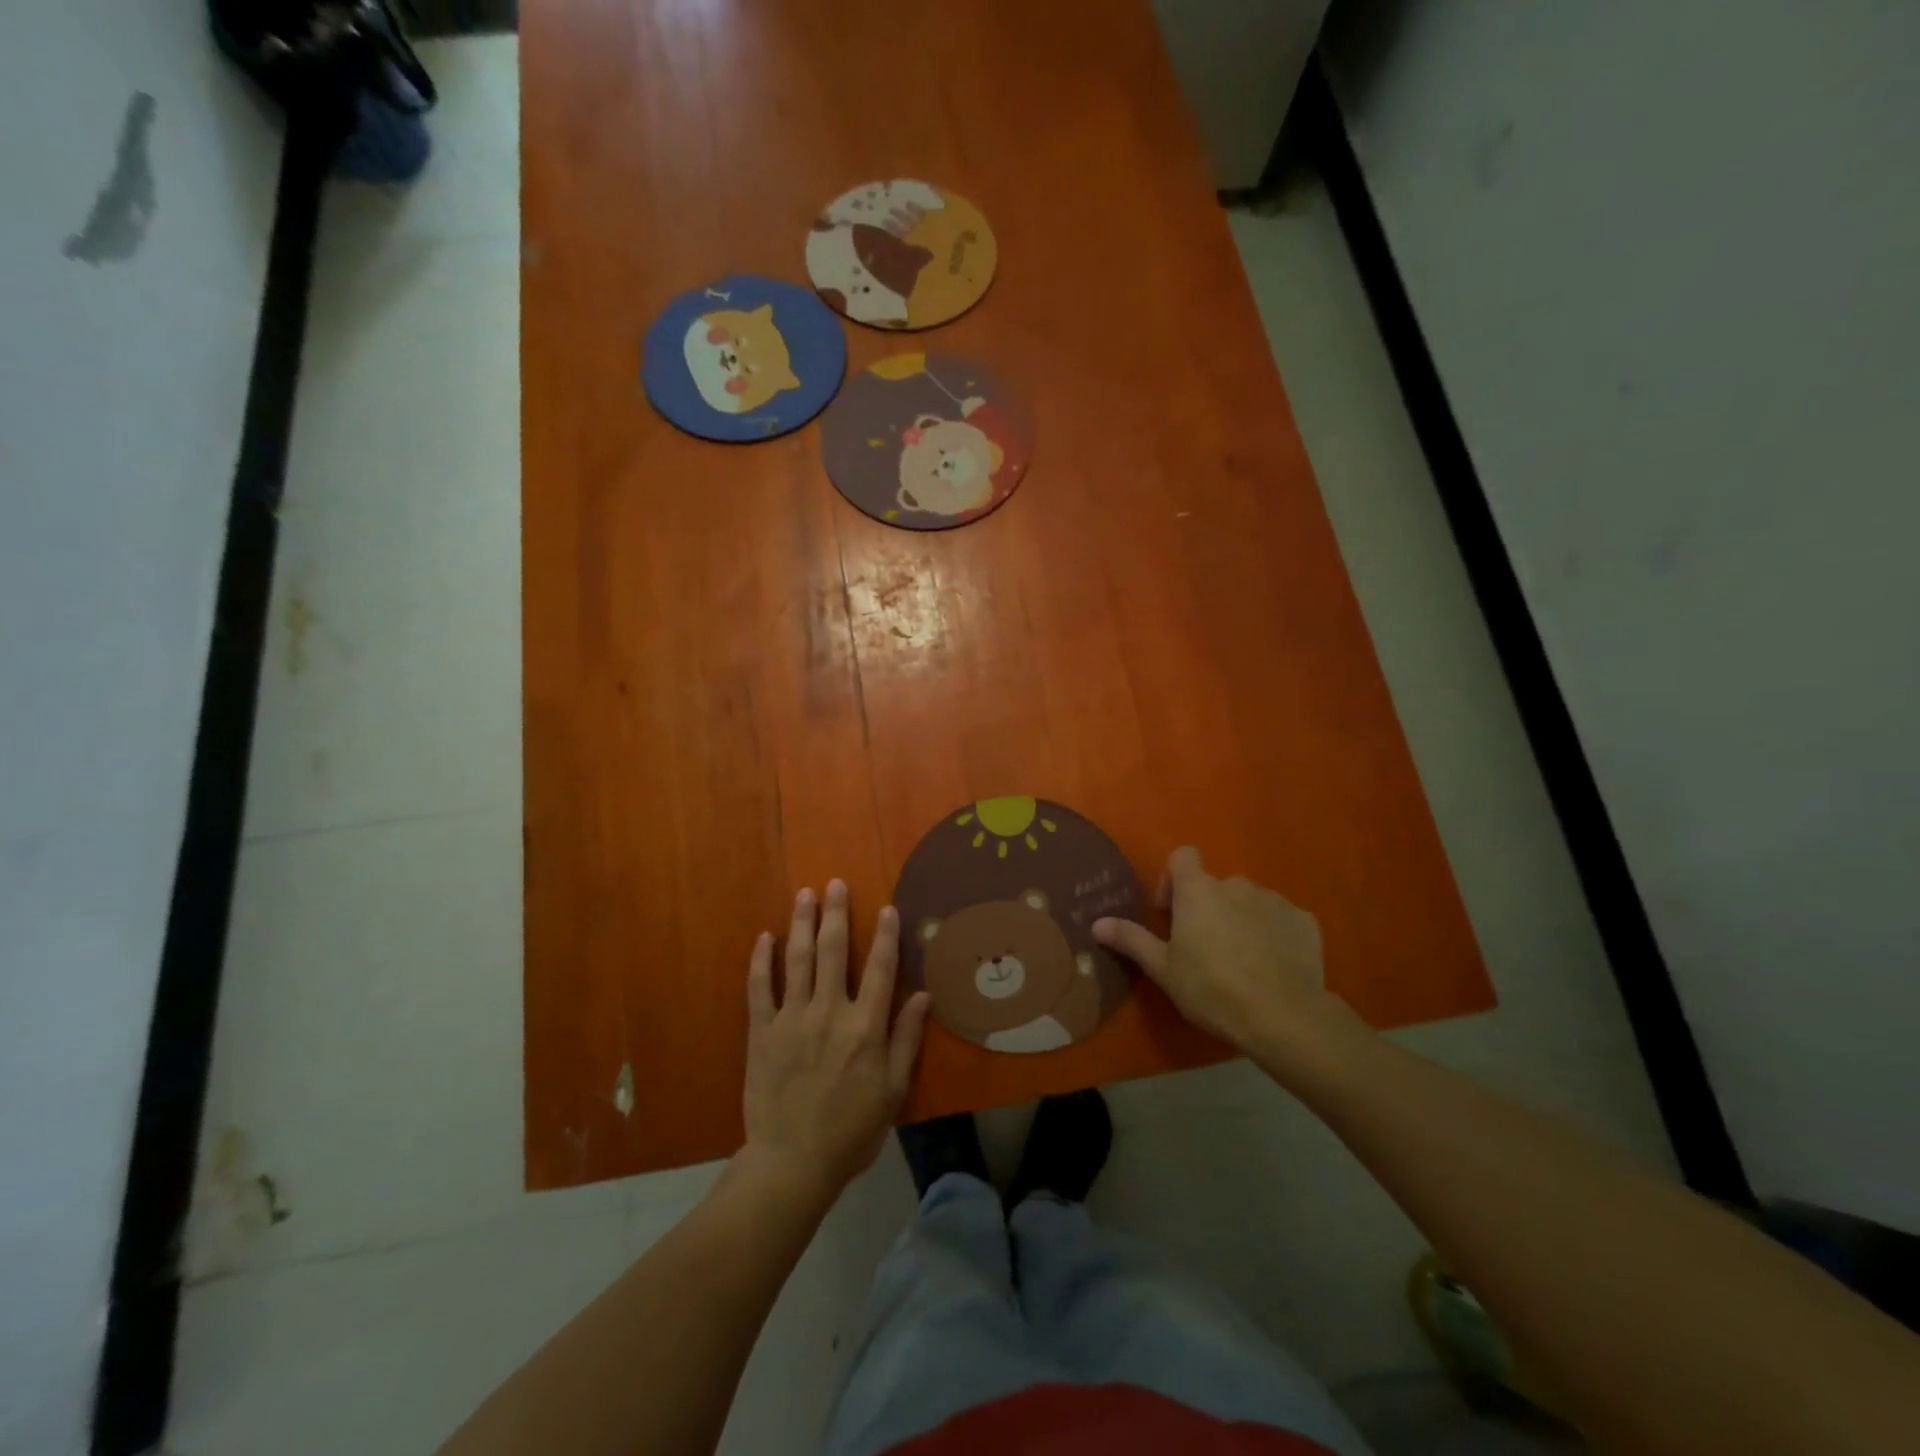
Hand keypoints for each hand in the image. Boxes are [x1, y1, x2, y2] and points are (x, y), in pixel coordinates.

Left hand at [741, 880, 931, 1205]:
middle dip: (836, 914)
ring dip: (802, 923)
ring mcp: (791, 1019)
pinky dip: (762, 961)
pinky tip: (765, 938)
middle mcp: (829, 1012)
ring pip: (798, 960)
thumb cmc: (852, 1130)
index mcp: (865, 1027)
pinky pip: (759, 988)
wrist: (792, 1163)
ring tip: (805, 894)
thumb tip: (925, 995)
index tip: (887, 907)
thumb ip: (906, 1039)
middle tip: (835, 883)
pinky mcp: (762, 1032)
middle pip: (834, 951)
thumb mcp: (892, 1090)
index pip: (880, 969)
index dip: (885, 935)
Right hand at [1093, 847, 1361, 1059]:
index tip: (1170, 913)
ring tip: (1240, 960)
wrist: (1284, 1016)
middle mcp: (1236, 885)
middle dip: (1207, 908)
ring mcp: (1274, 900)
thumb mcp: (1164, 970)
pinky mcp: (1304, 921)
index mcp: (1198, 891)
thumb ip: (1131, 940)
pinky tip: (1272, 965)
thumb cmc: (1212, 989)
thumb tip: (1097, 923)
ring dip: (1239, 919)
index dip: (1173, 879)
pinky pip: (1280, 919)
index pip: (1183, 856)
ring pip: (1248, 902)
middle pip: (1215, 886)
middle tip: (1203, 948)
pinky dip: (1272, 933)